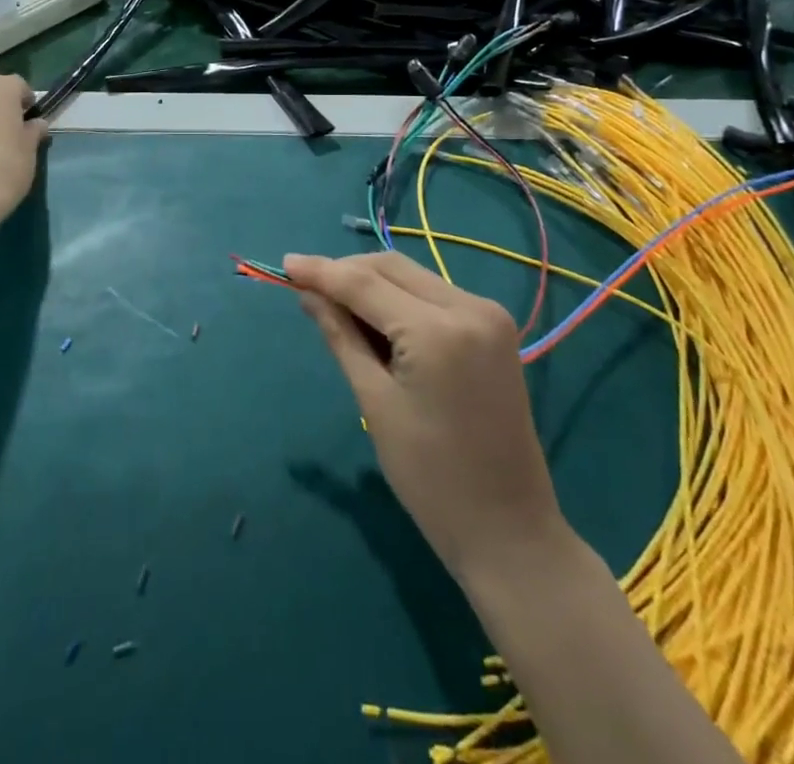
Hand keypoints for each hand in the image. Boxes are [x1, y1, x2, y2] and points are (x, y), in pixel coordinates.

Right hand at [286, 250, 565, 578]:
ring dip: (373, 283)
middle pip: (392, 268)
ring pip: (414, 277)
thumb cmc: (431, 478)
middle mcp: (469, 306)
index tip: (284, 264)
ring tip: (336, 306)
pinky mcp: (495, 326)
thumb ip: (341, 337)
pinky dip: (401, 299)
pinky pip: (435, 295)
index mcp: (438, 330)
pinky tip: (376, 319)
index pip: (366, 283)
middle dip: (347, 272)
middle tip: (307, 287)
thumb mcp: (375, 403)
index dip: (321, 271)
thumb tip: (309, 294)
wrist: (509, 529)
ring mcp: (488, 313)